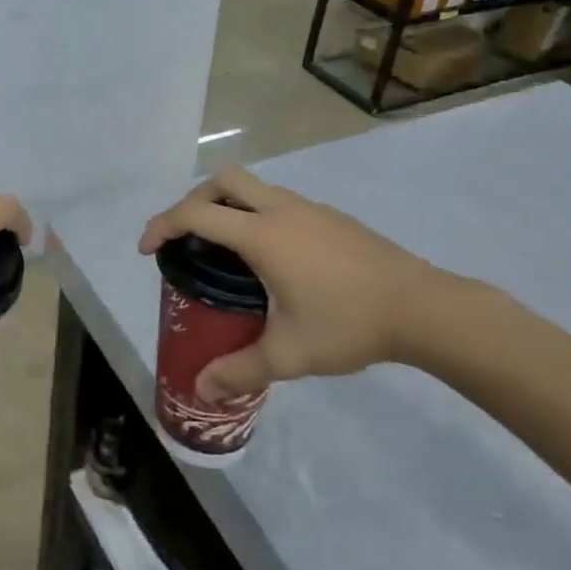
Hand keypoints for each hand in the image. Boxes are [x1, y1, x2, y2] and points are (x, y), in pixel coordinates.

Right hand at [138, 166, 491, 400]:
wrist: (422, 307)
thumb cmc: (348, 324)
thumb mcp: (289, 354)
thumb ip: (240, 370)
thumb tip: (201, 389)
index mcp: (263, 235)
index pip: (197, 213)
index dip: (163, 225)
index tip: (148, 249)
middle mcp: (281, 210)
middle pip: (224, 180)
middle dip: (194, 200)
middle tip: (186, 237)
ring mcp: (310, 209)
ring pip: (255, 188)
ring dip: (229, 205)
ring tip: (225, 250)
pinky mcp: (331, 217)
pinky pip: (279, 203)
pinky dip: (258, 215)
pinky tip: (272, 260)